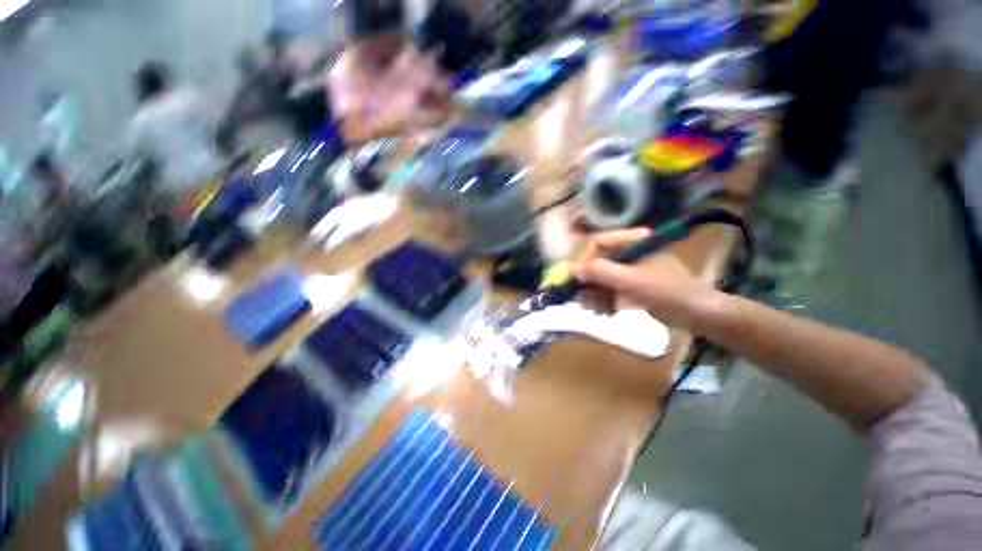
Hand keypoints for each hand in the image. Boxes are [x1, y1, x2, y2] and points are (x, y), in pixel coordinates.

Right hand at [571, 228, 718, 329]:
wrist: (696, 314)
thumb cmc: (666, 291)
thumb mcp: (631, 280)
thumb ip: (601, 272)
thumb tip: (573, 269)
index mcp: (632, 243)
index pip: (598, 243)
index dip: (585, 258)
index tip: (578, 277)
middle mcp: (628, 254)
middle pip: (597, 262)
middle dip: (588, 282)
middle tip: (580, 297)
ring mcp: (629, 271)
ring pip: (600, 278)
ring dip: (593, 294)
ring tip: (592, 308)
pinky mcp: (630, 286)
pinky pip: (609, 290)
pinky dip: (602, 300)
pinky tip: (601, 312)